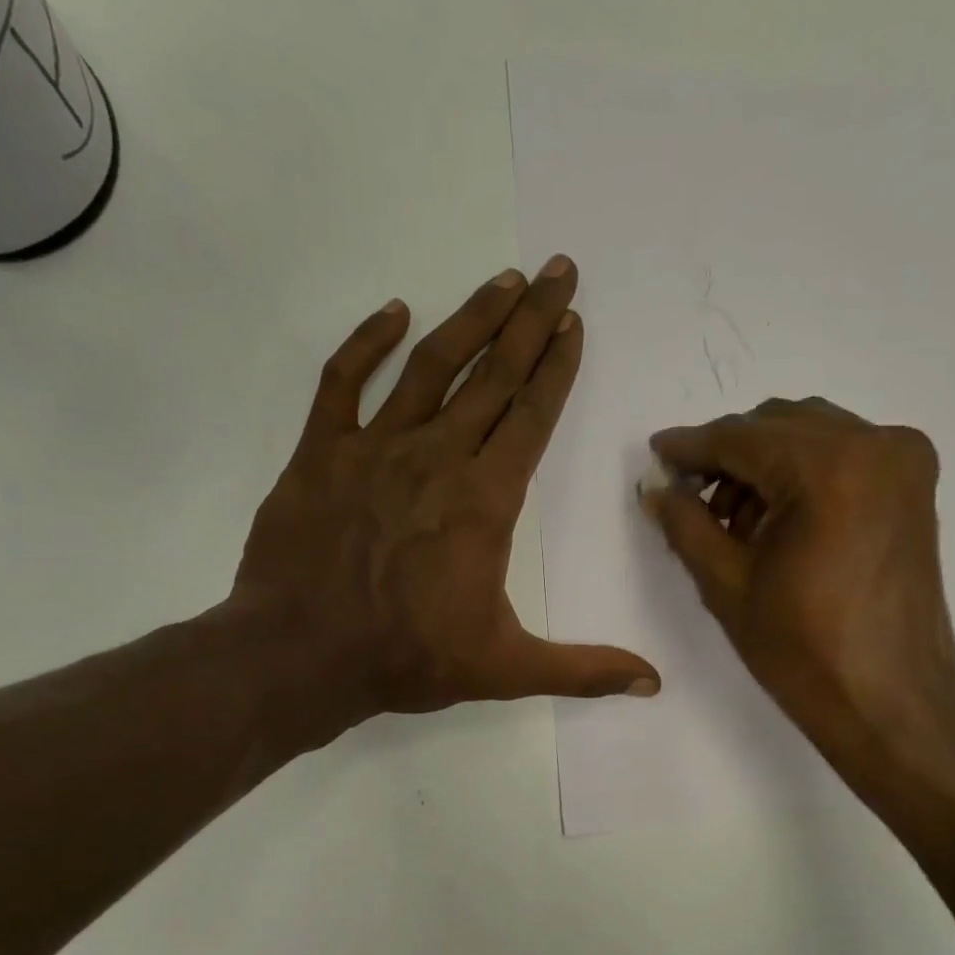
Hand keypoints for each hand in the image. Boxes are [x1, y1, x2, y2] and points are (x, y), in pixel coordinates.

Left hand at [220, 258, 658, 750]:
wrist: (301, 656)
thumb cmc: (409, 658)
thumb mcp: (507, 669)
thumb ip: (584, 669)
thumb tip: (654, 683)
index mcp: (484, 501)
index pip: (532, 417)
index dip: (556, 367)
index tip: (574, 321)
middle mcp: (436, 458)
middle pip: (493, 376)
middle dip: (530, 320)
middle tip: (558, 270)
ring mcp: (373, 448)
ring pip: (430, 366)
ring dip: (470, 319)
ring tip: (502, 279)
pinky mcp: (320, 453)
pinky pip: (343, 381)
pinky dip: (366, 342)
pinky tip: (395, 312)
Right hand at [638, 398, 954, 787]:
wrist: (890, 703)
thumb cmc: (804, 653)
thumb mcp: (728, 585)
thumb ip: (686, 524)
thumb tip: (656, 488)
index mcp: (829, 467)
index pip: (742, 437)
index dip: (692, 446)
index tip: (657, 454)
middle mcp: (876, 445)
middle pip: (779, 425)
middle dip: (729, 455)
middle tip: (690, 496)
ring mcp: (904, 463)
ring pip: (812, 436)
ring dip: (765, 464)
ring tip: (733, 522)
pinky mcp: (914, 487)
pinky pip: (844, 456)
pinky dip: (804, 473)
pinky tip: (777, 520)